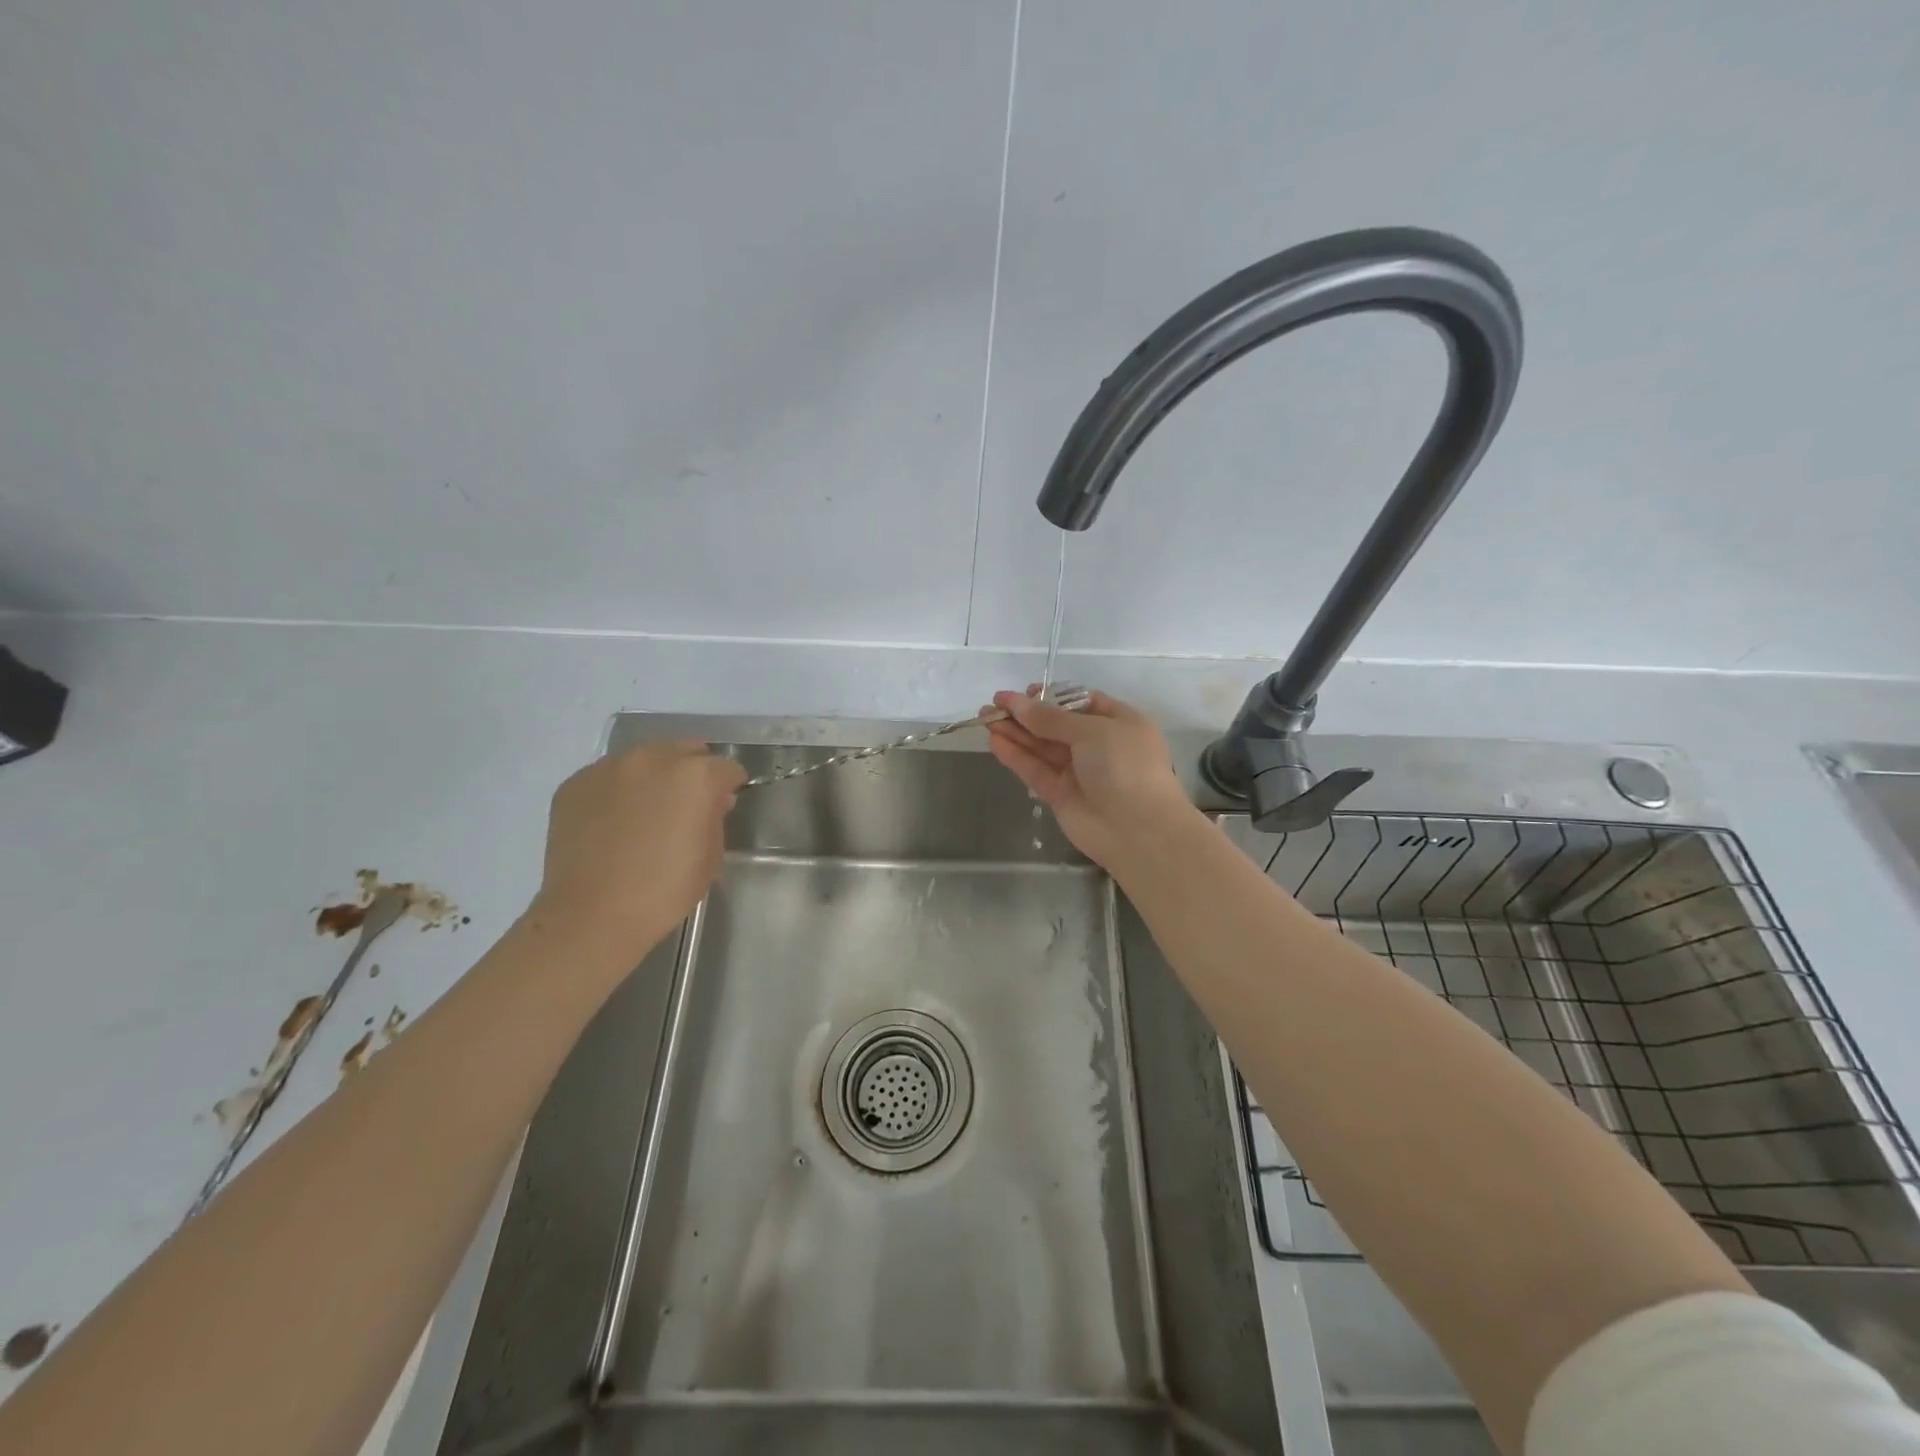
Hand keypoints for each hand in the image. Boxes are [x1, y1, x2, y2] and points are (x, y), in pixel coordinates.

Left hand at [529, 741, 745, 962]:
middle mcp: (652, 758)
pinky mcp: (576, 783)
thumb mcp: (711, 855)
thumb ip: (716, 815)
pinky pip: (608, 777)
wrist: (591, 915)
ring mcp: (608, 767)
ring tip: (645, 813)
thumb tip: (712, 800)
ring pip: (644, 759)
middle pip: (685, 750)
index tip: (723, 806)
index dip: (728, 787)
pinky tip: (613, 824)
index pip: (726, 767)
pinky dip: (618, 791)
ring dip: (654, 777)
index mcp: (695, 775)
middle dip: (693, 772)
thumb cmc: (664, 890)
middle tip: (686, 806)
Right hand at [984, 687, 1199, 870]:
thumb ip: (1051, 718)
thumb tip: (1017, 702)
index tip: (1025, 693)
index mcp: (1118, 723)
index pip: (1081, 703)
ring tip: (984, 718)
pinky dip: (1016, 756)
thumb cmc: (1125, 766)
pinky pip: (1035, 770)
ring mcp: (1078, 771)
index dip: (1051, 697)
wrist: (1138, 830)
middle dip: (1025, 714)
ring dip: (1015, 732)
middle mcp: (1098, 745)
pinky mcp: (1060, 795)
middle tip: (993, 704)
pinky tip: (994, 741)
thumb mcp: (1092, 731)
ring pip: (1041, 747)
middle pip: (1055, 725)